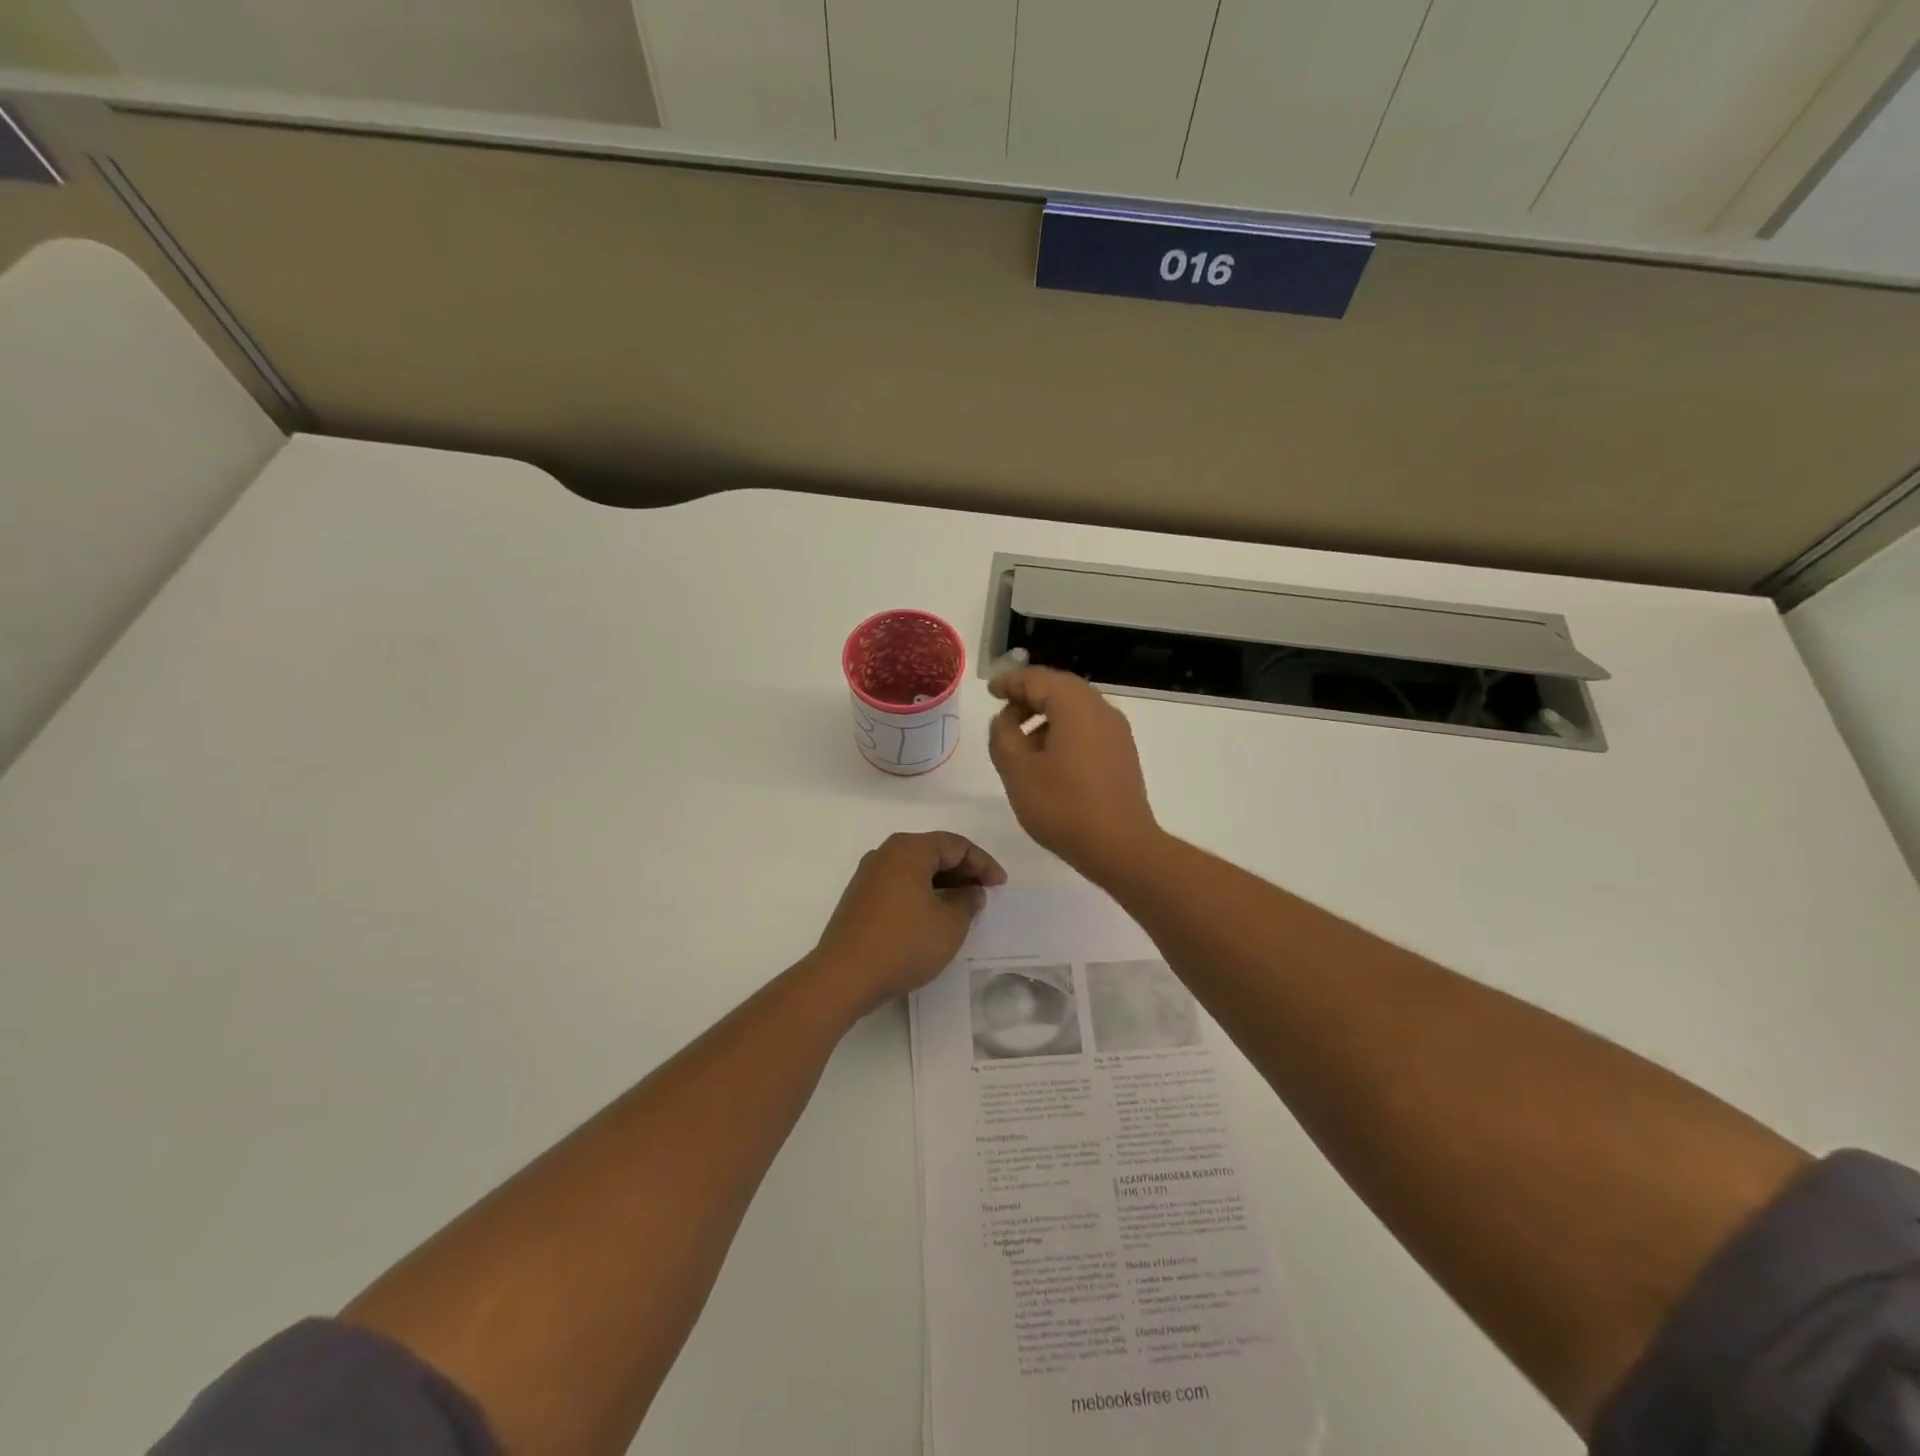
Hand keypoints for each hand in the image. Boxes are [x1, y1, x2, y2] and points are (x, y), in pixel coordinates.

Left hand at [811, 832, 1007, 1011]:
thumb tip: (971, 892)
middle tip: (986, 892)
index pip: (956, 845)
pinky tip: (935, 915)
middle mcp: (886, 854)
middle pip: (933, 852)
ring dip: (943, 883)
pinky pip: (900, 885)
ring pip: (916, 869)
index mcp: (909, 849)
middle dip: (963, 870)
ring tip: (964, 905)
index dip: (983, 863)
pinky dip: (922, 893)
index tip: (1001, 884)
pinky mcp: (860, 898)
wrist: (843, 976)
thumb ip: (967, 902)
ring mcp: (868, 875)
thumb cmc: (903, 944)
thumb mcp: (949, 925)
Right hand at [988, 666, 1159, 878]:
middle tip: (1002, 712)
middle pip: (1059, 689)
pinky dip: (1063, 731)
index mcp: (1075, 706)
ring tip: (1020, 742)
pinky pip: (1087, 728)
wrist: (1120, 846)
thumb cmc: (1063, 806)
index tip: (990, 691)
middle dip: (1028, 696)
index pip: (1037, 679)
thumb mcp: (1017, 770)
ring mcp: (1116, 732)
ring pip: (1074, 709)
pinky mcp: (1122, 754)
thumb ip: (1003, 736)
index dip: (1010, 682)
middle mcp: (1100, 709)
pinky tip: (1047, 759)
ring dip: (1045, 716)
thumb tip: (1005, 719)